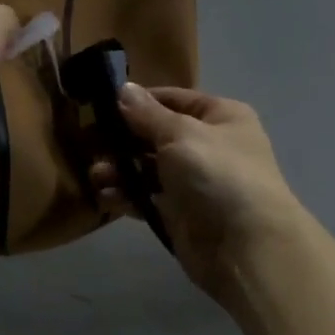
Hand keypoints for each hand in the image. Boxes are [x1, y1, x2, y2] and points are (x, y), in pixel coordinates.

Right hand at [92, 85, 306, 307]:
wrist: (245, 246)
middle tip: (89, 143)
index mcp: (220, 117)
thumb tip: (123, 88)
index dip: (139, 101)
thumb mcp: (180, 134)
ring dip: (120, 170)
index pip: (173, 99)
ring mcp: (193, 182)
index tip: (102, 105)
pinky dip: (127, 196)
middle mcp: (208, 146)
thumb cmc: (217, 174)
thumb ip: (147, 114)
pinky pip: (147, 198)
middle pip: (156, 135)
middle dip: (123, 139)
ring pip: (147, 168)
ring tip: (97, 175)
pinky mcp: (180, 214)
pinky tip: (105, 197)